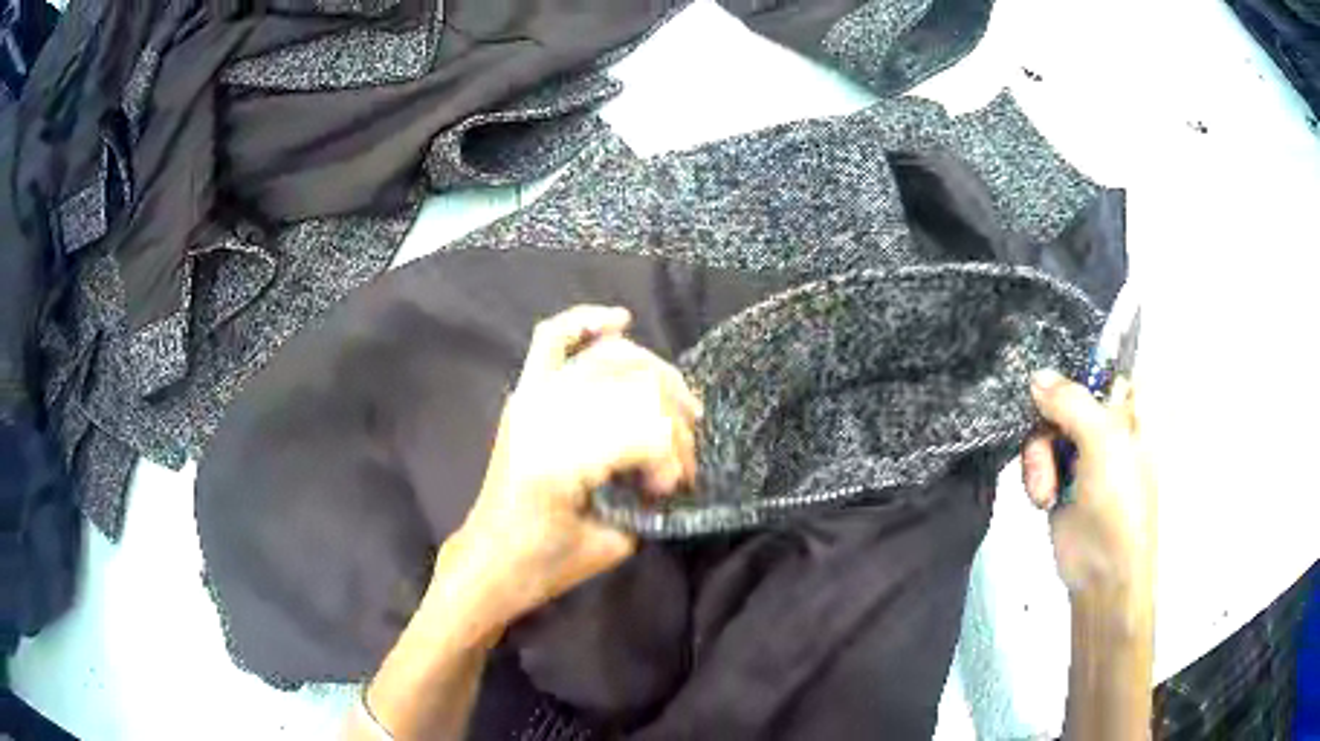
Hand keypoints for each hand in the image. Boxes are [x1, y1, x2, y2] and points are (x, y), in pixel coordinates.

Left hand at [446, 305, 700, 622]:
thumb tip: (671, 466)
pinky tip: (620, 322)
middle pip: (633, 384)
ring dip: (654, 374)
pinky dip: (587, 322)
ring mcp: (531, 399)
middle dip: (673, 412)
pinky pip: (552, 339)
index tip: (673, 491)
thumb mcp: (612, 543)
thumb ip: (648, 498)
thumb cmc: (545, 564)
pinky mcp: (525, 396)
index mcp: (561, 460)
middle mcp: (544, 416)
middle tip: (688, 447)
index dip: (672, 459)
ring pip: (608, 358)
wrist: (489, 559)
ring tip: (679, 404)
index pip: (644, 432)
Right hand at [1021, 369, 1156, 598]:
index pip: (1100, 360)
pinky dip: (1035, 474)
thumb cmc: (1120, 501)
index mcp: (1130, 403)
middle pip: (1063, 391)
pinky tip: (1044, 497)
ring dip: (1038, 456)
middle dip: (1048, 419)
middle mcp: (1106, 419)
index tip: (1046, 363)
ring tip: (1046, 488)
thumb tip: (1036, 376)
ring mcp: (1082, 447)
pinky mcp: (1060, 472)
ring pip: (1044, 424)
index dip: (1073, 359)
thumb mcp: (1103, 442)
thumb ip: (1071, 402)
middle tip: (1048, 443)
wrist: (1102, 573)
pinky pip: (1036, 454)